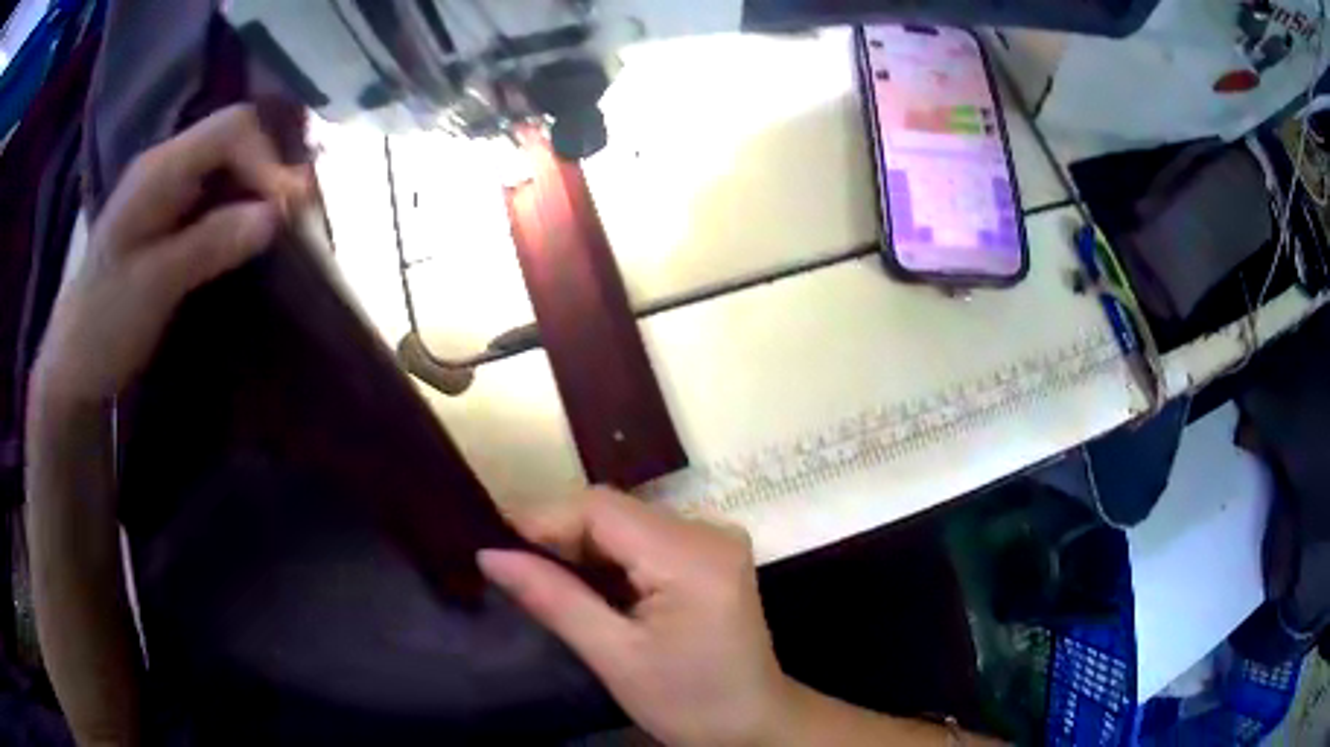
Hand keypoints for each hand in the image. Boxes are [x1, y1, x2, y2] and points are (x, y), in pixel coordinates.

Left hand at [31, 104, 308, 408]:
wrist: (75, 362)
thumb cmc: (104, 325)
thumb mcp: (154, 287)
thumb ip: (210, 243)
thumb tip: (277, 214)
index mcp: (158, 170)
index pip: (231, 129)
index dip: (267, 160)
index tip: (289, 211)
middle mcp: (167, 164)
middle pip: (236, 137)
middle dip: (272, 168)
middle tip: (298, 215)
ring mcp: (169, 188)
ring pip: (231, 163)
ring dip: (262, 187)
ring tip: (287, 223)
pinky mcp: (172, 214)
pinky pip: (219, 192)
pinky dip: (245, 206)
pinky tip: (256, 232)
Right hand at [479, 488, 790, 746]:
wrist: (752, 723)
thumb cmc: (688, 701)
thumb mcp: (614, 657)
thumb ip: (553, 598)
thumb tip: (489, 554)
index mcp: (692, 555)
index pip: (602, 509)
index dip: (543, 518)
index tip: (493, 541)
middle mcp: (709, 530)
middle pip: (615, 511)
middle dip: (558, 534)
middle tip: (509, 562)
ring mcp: (715, 538)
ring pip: (626, 521)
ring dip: (580, 545)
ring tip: (538, 573)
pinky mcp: (711, 553)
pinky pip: (645, 537)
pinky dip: (609, 556)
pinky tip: (584, 582)